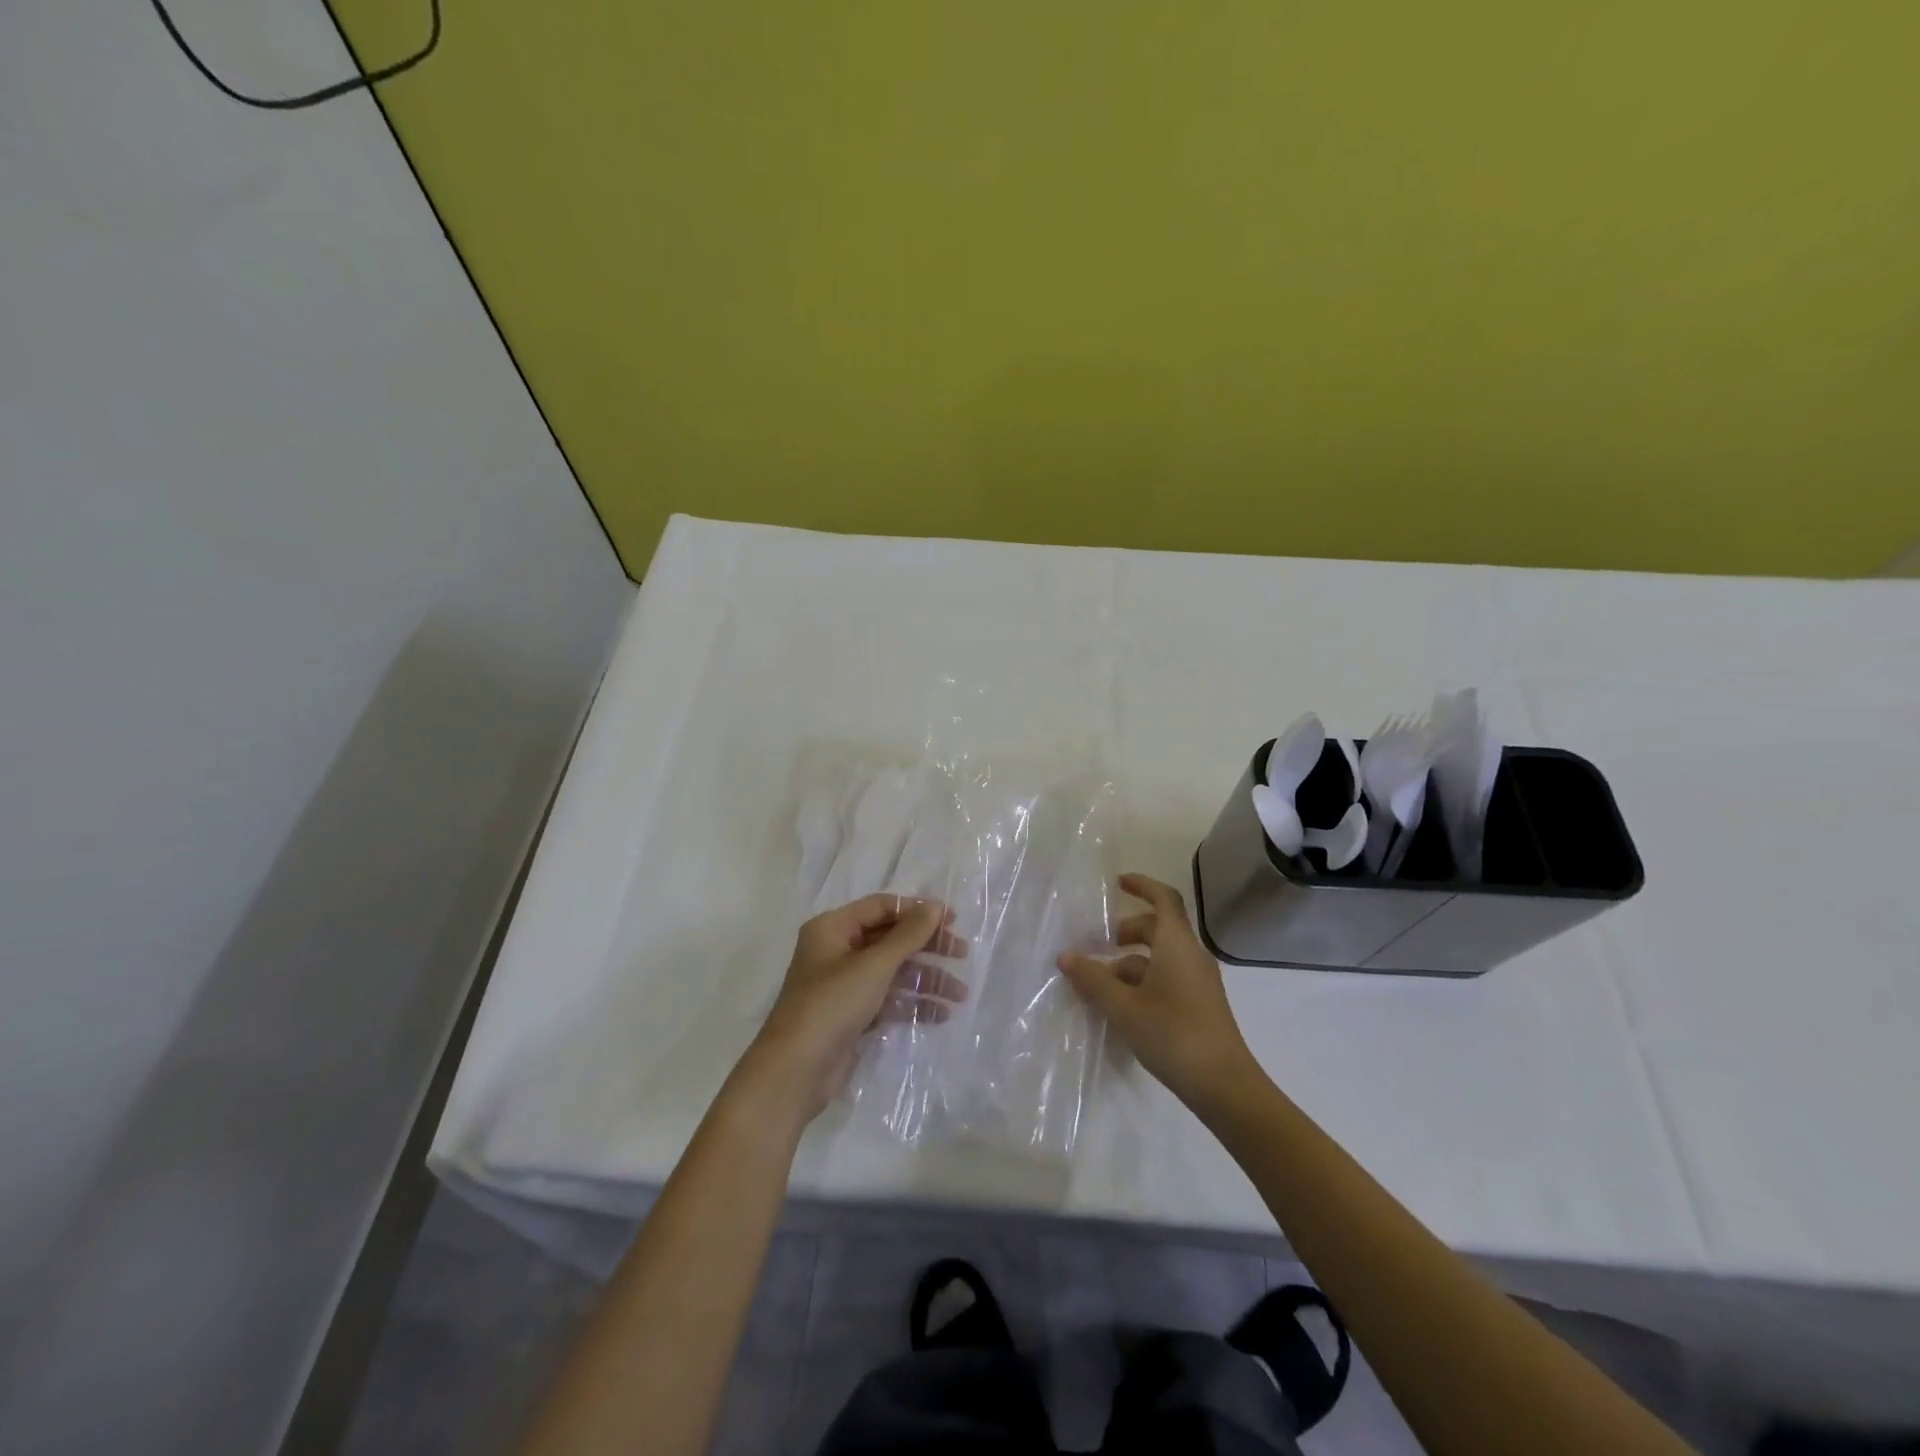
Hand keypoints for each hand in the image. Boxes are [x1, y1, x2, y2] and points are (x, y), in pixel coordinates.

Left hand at [743, 895, 967, 1121]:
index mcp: (832, 928)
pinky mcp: (850, 1016)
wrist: (795, 1071)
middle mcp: (836, 951)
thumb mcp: (873, 965)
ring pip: (892, 972)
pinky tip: (940, 1014)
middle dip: (926, 947)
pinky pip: (887, 1000)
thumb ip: (908, 935)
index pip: (881, 907)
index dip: (916, 910)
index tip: (952, 920)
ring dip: (925, 979)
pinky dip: (911, 1003)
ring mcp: (843, 985)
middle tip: (961, 954)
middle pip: (889, 939)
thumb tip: (934, 907)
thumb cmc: (832, 1004)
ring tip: (959, 994)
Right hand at [1058, 873, 1261, 1112]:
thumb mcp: (1123, 1007)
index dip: (1141, 885)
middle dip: (1128, 931)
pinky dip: (1144, 980)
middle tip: (1100, 946)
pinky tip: (1123, 1007)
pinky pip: (1169, 977)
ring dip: (1131, 962)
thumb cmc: (1173, 1035)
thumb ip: (1093, 979)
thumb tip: (1066, 956)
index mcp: (1176, 945)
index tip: (1117, 883)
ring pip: (1162, 956)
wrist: (1225, 1086)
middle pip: (1159, 928)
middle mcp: (1191, 955)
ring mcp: (1199, 981)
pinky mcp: (1200, 1004)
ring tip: (1101, 985)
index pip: (1163, 898)